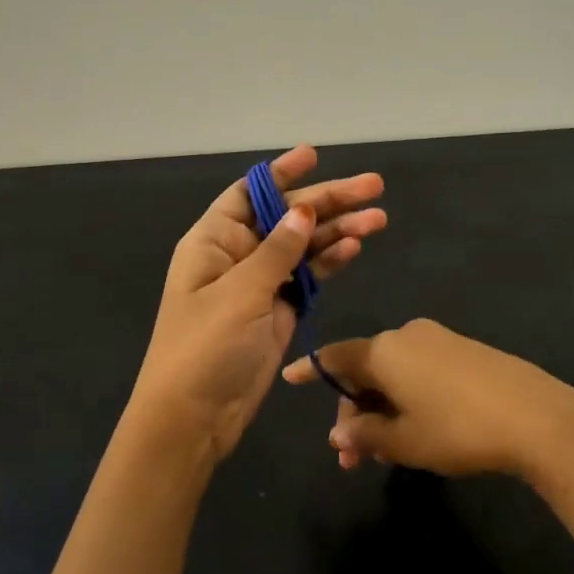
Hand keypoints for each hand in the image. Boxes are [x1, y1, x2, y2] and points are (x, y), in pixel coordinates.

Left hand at [133, 146, 385, 467]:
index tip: (314, 155)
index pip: (250, 194)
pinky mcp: (280, 310)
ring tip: (378, 217)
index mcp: (214, 241)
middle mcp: (238, 255)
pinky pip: (309, 276)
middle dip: (328, 201)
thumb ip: (277, 251)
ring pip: (304, 246)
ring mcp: (261, 283)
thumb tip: (304, 210)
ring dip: (339, 230)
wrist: (195, 418)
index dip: (281, 173)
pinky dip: (330, 261)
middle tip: (374, 186)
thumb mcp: (239, 293)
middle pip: (287, 217)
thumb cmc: (204, 348)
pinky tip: (355, 246)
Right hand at [281, 318, 573, 483]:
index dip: (311, 370)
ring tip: (386, 455)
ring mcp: (440, 340)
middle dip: (355, 412)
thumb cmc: (457, 428)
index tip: (289, 378)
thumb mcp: (404, 441)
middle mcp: (408, 335)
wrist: (536, 416)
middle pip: (366, 370)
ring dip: (382, 410)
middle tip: (354, 459)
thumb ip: (365, 433)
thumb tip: (339, 432)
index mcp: (384, 350)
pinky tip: (419, 431)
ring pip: (395, 374)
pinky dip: (409, 398)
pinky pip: (422, 371)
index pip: (335, 357)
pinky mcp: (467, 350)